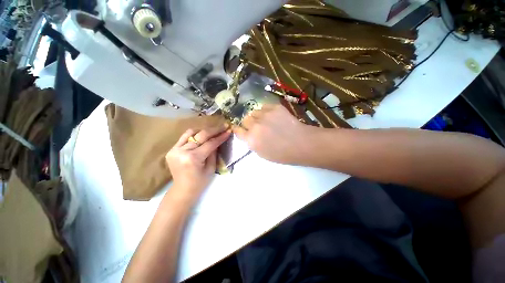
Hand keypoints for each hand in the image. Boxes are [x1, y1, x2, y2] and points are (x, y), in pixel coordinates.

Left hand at [165, 125, 230, 202]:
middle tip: (224, 126)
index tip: (228, 131)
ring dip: (204, 130)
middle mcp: (182, 151)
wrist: (182, 190)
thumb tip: (218, 140)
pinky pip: (184, 137)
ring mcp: (174, 149)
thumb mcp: (211, 168)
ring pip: (191, 133)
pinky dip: (194, 134)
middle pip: (201, 135)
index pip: (210, 143)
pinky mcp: (172, 149)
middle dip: (214, 130)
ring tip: (213, 129)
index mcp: (193, 158)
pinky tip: (202, 134)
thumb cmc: (200, 182)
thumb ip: (214, 152)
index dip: (220, 137)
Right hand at [233, 104, 316, 164]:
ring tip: (265, 120)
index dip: (239, 129)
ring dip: (257, 117)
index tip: (241, 129)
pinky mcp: (274, 107)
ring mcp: (264, 115)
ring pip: (254, 112)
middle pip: (245, 119)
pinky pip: (264, 107)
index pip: (237, 130)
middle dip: (249, 123)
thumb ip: (252, 143)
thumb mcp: (262, 154)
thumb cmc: (282, 154)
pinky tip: (273, 116)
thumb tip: (248, 134)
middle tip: (257, 126)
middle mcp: (255, 126)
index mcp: (251, 140)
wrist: (301, 143)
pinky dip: (266, 111)